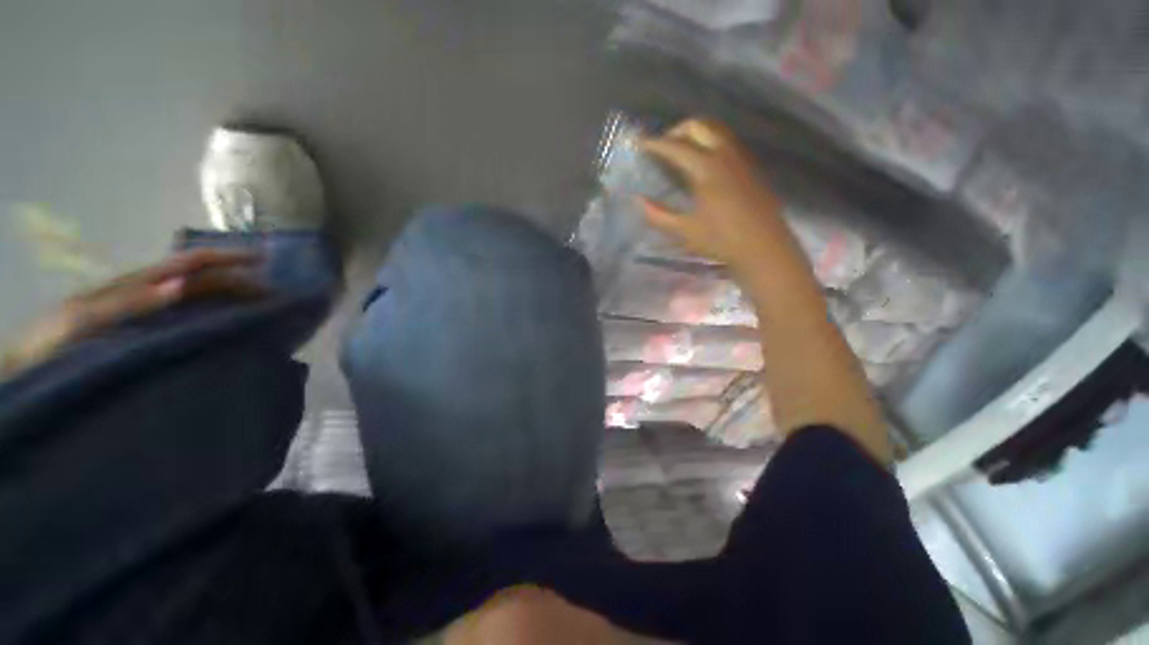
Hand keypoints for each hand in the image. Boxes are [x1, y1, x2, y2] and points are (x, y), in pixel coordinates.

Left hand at [3, 249, 263, 375]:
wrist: (27, 368)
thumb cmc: (51, 344)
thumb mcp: (84, 319)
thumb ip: (131, 301)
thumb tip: (183, 284)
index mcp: (137, 283)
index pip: (192, 263)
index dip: (228, 257)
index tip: (265, 261)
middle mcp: (149, 292)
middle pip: (203, 278)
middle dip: (239, 279)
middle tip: (274, 296)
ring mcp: (148, 312)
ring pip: (199, 296)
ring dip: (231, 296)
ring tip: (260, 307)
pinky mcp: (148, 332)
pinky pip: (189, 318)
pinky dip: (215, 316)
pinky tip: (227, 327)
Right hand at [639, 118, 792, 273]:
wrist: (764, 248)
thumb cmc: (721, 240)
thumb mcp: (684, 231)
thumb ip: (658, 215)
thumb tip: (639, 201)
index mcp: (706, 168)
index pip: (675, 147)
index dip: (655, 144)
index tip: (640, 144)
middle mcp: (724, 154)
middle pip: (699, 125)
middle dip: (676, 131)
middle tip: (661, 148)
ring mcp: (740, 158)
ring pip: (715, 130)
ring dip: (694, 135)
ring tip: (679, 154)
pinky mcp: (750, 167)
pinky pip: (726, 143)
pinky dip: (709, 143)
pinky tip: (701, 166)